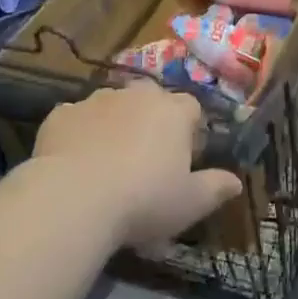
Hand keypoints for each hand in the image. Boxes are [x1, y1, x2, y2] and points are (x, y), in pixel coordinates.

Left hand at [31, 79, 242, 246]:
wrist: (74, 199)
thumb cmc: (144, 200)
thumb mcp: (190, 204)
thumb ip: (216, 188)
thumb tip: (236, 182)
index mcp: (173, 111)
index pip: (191, 108)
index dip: (190, 132)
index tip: (184, 160)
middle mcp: (137, 95)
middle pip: (151, 101)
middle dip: (151, 123)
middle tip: (146, 162)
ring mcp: (96, 100)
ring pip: (113, 107)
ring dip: (115, 126)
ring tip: (107, 166)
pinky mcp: (61, 113)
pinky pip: (77, 120)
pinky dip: (80, 135)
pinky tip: (75, 165)